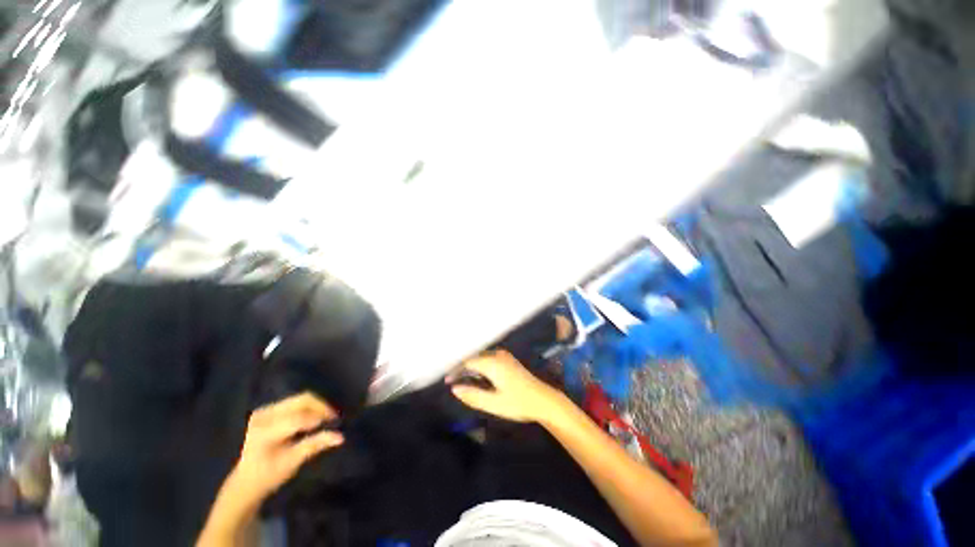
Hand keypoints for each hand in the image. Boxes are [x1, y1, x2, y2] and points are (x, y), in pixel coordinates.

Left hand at [224, 393, 343, 506]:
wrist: (246, 480)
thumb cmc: (269, 475)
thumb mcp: (292, 463)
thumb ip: (315, 445)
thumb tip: (340, 437)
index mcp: (265, 432)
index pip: (298, 419)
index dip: (319, 418)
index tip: (336, 422)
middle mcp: (264, 416)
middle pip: (301, 401)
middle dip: (321, 406)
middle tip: (334, 416)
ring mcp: (265, 410)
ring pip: (300, 399)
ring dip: (317, 406)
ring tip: (327, 416)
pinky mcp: (268, 409)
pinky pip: (295, 402)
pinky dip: (309, 407)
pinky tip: (315, 417)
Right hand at [448, 350, 562, 422]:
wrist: (544, 400)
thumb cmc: (519, 403)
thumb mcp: (494, 403)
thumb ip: (472, 395)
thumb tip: (454, 389)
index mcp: (492, 363)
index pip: (468, 362)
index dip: (456, 371)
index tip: (447, 381)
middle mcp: (497, 355)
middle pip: (474, 358)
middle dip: (462, 368)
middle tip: (452, 382)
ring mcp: (504, 356)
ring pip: (481, 358)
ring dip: (471, 368)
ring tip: (462, 380)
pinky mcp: (509, 360)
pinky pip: (489, 359)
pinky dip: (480, 367)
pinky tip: (478, 378)